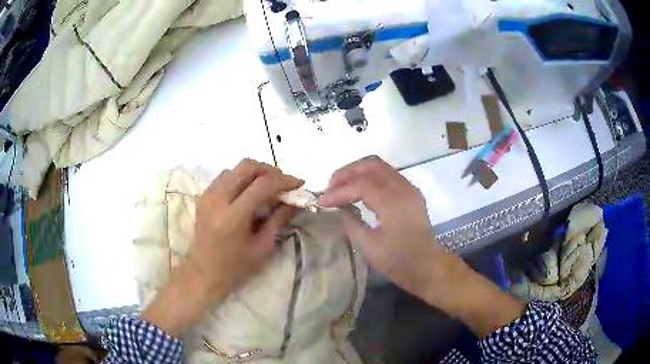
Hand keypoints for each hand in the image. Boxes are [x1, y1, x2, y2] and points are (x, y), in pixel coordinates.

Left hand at [142, 159, 302, 336]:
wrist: (204, 272)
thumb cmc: (236, 266)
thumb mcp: (263, 246)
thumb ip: (279, 219)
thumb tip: (297, 201)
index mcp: (233, 217)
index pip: (262, 185)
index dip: (284, 180)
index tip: (299, 183)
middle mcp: (217, 199)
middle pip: (246, 166)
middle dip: (270, 170)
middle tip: (283, 182)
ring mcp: (207, 195)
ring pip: (235, 168)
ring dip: (255, 172)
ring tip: (268, 187)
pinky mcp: (203, 196)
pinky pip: (225, 176)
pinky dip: (241, 177)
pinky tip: (249, 191)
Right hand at [319, 156, 524, 336]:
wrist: (428, 266)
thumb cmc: (399, 262)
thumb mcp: (369, 247)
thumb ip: (352, 223)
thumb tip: (339, 208)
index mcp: (394, 202)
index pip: (361, 184)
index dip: (338, 191)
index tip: (321, 202)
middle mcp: (404, 188)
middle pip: (371, 164)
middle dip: (347, 172)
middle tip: (330, 187)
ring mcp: (409, 188)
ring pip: (380, 166)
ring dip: (357, 172)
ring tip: (340, 187)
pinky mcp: (410, 192)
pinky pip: (387, 175)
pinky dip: (369, 177)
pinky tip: (358, 191)